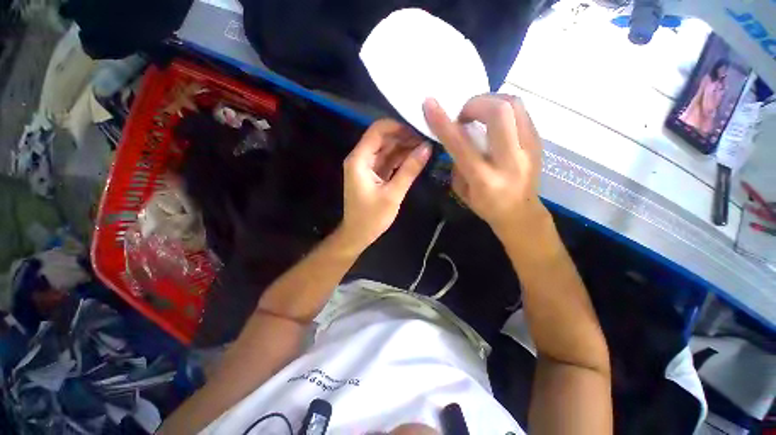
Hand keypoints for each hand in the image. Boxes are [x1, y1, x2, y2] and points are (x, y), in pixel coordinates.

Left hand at [339, 119, 430, 250]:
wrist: (358, 235)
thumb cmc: (371, 218)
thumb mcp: (392, 194)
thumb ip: (409, 170)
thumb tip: (427, 148)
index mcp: (359, 160)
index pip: (377, 131)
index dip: (398, 126)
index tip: (419, 128)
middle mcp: (361, 158)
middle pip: (383, 138)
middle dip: (405, 136)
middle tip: (428, 137)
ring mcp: (367, 166)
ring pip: (387, 149)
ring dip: (405, 147)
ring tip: (427, 145)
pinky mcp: (374, 174)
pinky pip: (388, 161)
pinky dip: (401, 159)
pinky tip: (417, 157)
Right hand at [423, 95, 546, 235]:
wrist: (521, 214)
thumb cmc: (486, 206)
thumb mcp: (461, 191)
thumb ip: (457, 163)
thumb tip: (457, 137)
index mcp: (484, 179)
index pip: (461, 145)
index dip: (443, 122)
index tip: (429, 104)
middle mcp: (510, 161)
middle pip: (499, 112)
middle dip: (475, 104)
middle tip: (464, 116)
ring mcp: (529, 148)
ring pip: (514, 104)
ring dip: (490, 102)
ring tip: (478, 115)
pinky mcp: (538, 141)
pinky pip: (520, 111)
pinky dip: (502, 109)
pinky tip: (493, 122)